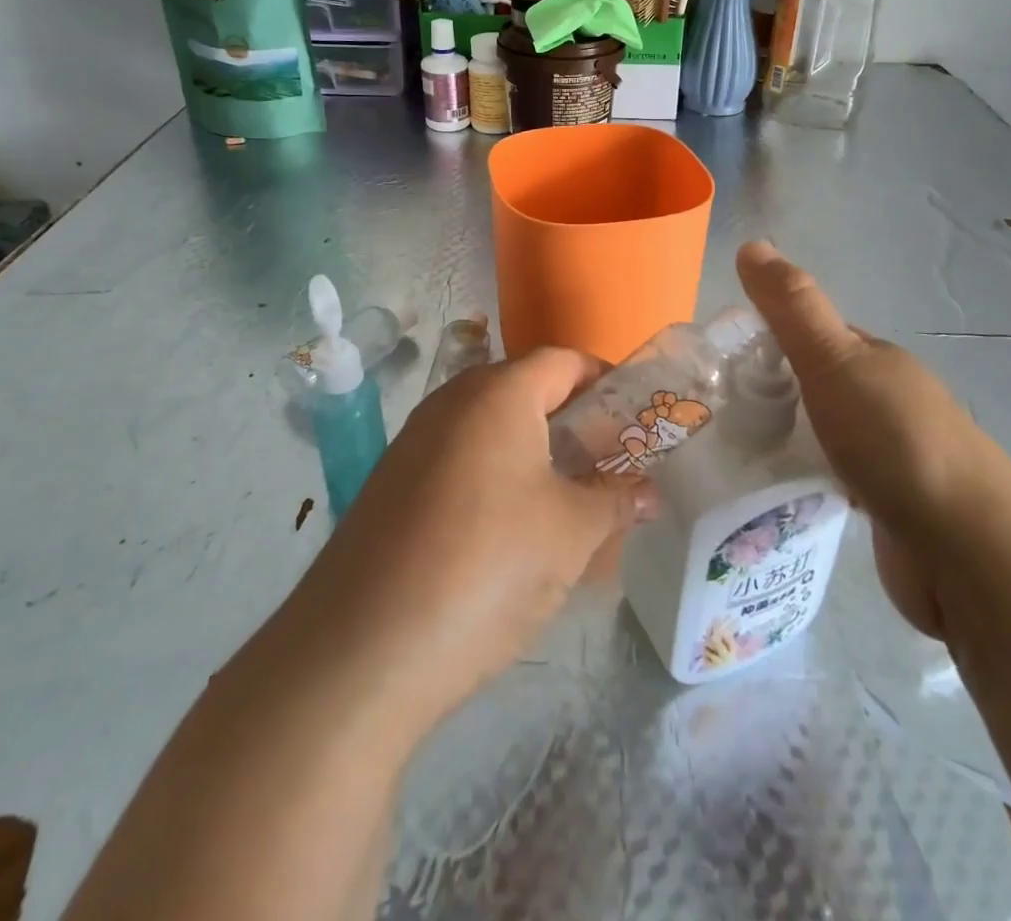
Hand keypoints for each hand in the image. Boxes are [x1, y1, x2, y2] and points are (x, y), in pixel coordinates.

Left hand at [286, 348, 651, 733]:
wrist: (361, 649)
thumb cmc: (488, 565)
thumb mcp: (571, 533)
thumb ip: (616, 500)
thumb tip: (649, 492)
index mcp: (498, 393)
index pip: (564, 361)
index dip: (605, 381)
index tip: (636, 418)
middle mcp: (451, 401)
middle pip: (524, 391)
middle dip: (571, 422)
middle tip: (606, 465)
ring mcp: (413, 442)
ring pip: (490, 429)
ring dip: (532, 454)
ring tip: (566, 503)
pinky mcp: (390, 484)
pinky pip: (458, 461)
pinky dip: (493, 479)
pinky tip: (507, 534)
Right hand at [736, 240, 1010, 638]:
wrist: (969, 552)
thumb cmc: (894, 442)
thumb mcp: (834, 361)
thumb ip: (792, 308)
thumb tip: (751, 244)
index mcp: (877, 360)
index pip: (813, 335)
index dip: (768, 338)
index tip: (721, 362)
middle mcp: (888, 400)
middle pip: (817, 384)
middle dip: (773, 393)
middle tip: (717, 412)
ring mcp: (893, 455)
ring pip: (825, 433)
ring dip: (789, 437)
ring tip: (735, 452)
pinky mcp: (890, 506)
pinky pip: (835, 478)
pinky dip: (807, 478)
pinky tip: (778, 493)